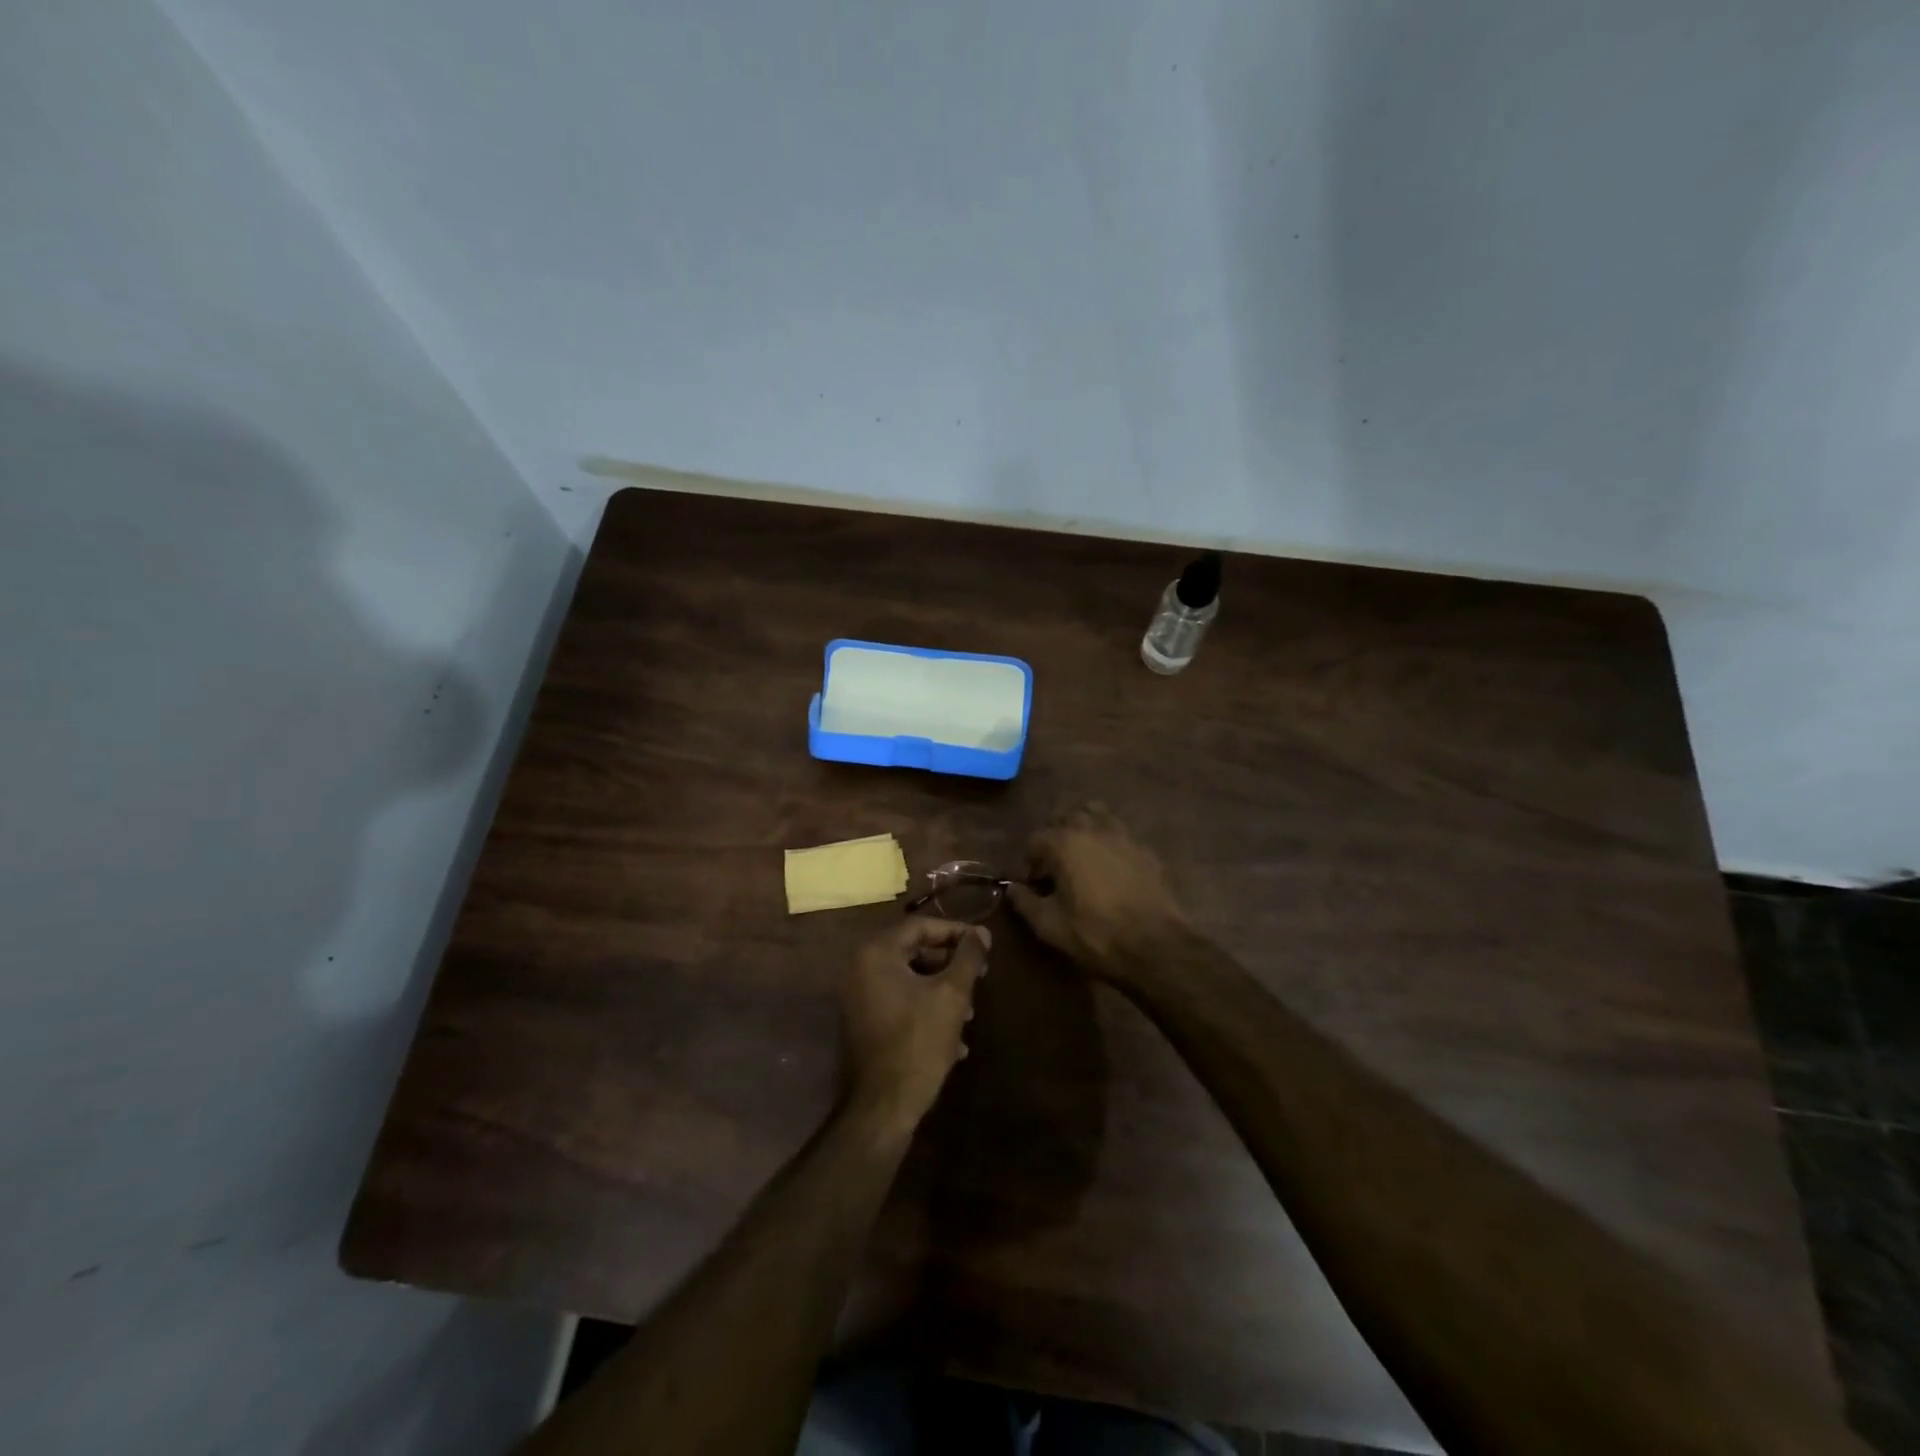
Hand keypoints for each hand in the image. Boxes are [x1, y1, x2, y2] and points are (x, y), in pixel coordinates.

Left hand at [840, 918, 989, 1136]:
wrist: (883, 1106)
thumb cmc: (918, 1041)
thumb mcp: (952, 994)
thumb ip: (968, 957)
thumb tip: (982, 933)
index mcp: (876, 953)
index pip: (921, 925)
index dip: (957, 932)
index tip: (985, 945)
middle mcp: (860, 968)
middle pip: (914, 952)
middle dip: (951, 965)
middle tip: (981, 976)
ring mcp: (858, 997)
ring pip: (910, 980)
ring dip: (942, 991)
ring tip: (970, 1013)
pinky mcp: (863, 1023)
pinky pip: (899, 1003)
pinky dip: (926, 1011)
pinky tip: (954, 1040)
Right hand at [1006, 804, 1189, 980]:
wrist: (1156, 945)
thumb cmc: (1096, 934)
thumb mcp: (1049, 925)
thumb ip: (1024, 902)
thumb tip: (1011, 888)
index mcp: (1065, 843)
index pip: (1035, 840)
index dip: (1029, 862)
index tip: (1032, 884)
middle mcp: (1093, 829)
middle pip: (1067, 817)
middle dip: (1055, 837)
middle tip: (1055, 865)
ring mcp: (1124, 836)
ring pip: (1098, 815)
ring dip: (1085, 828)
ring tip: (1083, 854)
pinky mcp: (1146, 849)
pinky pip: (1122, 834)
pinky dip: (1110, 842)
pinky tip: (1112, 866)